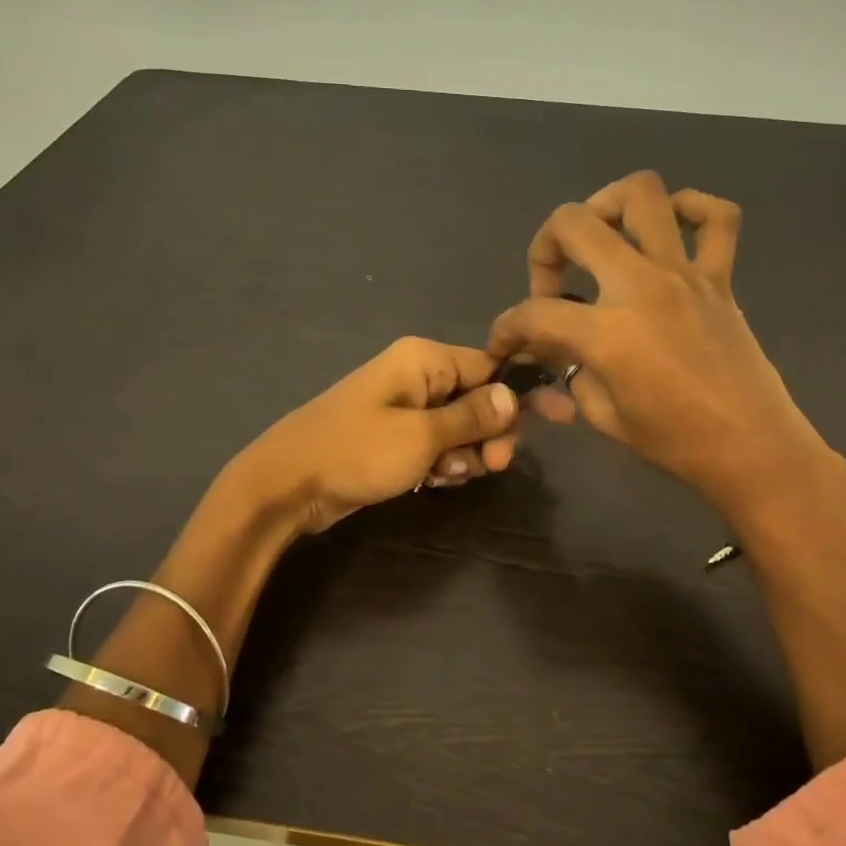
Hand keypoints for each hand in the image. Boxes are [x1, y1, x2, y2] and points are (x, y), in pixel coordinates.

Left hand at [229, 337, 521, 533]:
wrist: (287, 485)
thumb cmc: (357, 451)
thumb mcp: (422, 435)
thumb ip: (473, 416)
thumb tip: (515, 395)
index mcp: (425, 360)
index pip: (491, 366)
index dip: (522, 394)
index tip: (558, 418)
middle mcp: (418, 376)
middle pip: (479, 399)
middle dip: (489, 434)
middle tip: (489, 466)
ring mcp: (404, 408)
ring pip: (460, 428)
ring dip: (464, 455)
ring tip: (442, 475)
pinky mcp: (394, 438)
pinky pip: (436, 445)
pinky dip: (441, 464)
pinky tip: (430, 482)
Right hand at [489, 171, 838, 520]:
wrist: (752, 448)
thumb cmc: (675, 442)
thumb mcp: (602, 414)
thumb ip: (570, 370)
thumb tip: (552, 347)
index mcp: (607, 331)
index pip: (533, 312)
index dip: (506, 328)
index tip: (504, 344)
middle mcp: (641, 285)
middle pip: (573, 223)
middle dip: (544, 248)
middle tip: (551, 285)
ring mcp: (684, 273)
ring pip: (642, 194)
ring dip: (607, 204)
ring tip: (599, 238)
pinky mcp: (720, 277)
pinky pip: (716, 218)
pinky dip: (691, 209)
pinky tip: (670, 229)